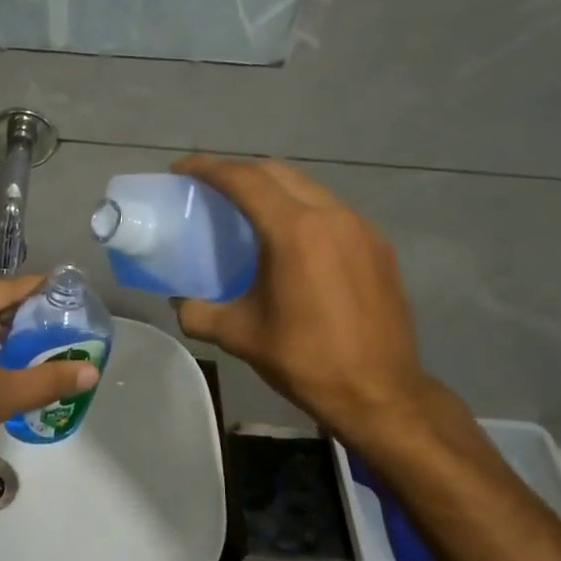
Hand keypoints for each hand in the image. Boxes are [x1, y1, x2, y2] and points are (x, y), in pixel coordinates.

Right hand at [170, 156, 431, 441]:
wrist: (380, 392)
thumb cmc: (305, 360)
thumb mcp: (240, 336)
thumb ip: (199, 313)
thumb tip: (180, 304)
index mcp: (295, 231)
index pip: (245, 181)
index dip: (209, 168)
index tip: (181, 169)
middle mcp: (332, 216)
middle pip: (278, 173)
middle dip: (240, 172)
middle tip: (209, 188)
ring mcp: (361, 229)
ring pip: (308, 189)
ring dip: (273, 190)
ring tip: (247, 212)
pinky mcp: (378, 247)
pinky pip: (331, 212)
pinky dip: (301, 211)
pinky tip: (289, 241)